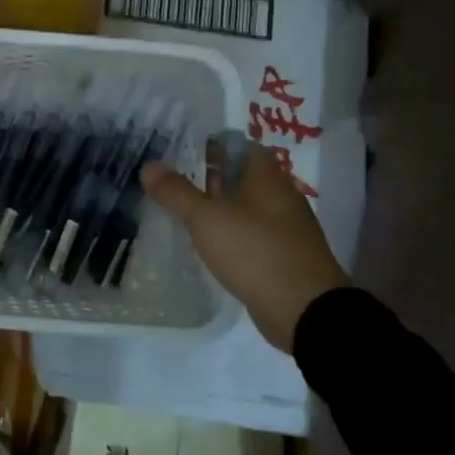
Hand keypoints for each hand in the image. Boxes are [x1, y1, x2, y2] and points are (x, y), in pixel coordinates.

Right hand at [141, 138, 344, 350]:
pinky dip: (229, 231)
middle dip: (208, 175)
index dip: (208, 143)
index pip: (236, 144)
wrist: (305, 311)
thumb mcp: (206, 218)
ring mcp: (283, 226)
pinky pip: (250, 232)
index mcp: (266, 175)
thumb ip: (176, 191)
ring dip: (218, 205)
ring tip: (181, 209)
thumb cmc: (255, 251)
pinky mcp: (282, 255)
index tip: (177, 149)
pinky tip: (207, 241)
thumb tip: (149, 165)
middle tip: (171, 178)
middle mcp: (279, 194)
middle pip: (240, 174)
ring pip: (244, 204)